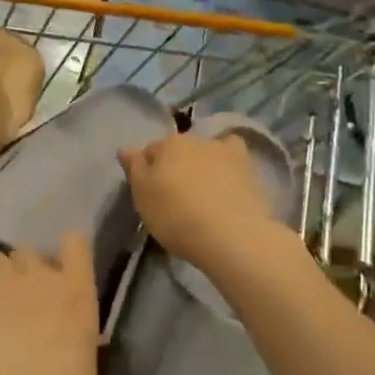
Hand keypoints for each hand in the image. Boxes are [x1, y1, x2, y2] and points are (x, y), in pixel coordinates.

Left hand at [0, 232, 99, 374]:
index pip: (76, 245)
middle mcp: (41, 276)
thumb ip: (74, 354)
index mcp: (78, 294)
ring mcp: (3, 281)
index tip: (61, 265)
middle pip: (27, 252)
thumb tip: (65, 363)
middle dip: (21, 270)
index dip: (67, 250)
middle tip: (17, 300)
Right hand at [120, 133, 277, 272]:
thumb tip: (126, 148)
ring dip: (201, 164)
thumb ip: (134, 168)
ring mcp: (225, 151)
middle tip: (174, 195)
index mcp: (167, 144)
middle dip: (174, 165)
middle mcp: (195, 139)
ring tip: (203, 191)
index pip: (149, 151)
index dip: (147, 170)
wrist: (231, 235)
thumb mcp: (142, 196)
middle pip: (178, 149)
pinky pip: (233, 156)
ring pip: (205, 151)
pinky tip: (228, 178)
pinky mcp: (248, 168)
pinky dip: (229, 162)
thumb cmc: (176, 216)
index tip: (149, 192)